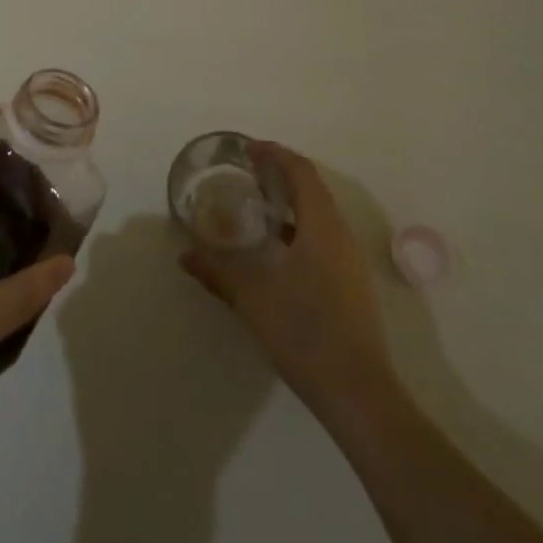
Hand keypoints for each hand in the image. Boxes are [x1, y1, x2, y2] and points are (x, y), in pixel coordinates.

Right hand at [179, 141, 400, 426]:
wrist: (358, 394)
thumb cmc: (305, 332)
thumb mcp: (252, 297)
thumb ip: (218, 271)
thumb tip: (184, 254)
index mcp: (321, 226)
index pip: (301, 172)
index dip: (275, 154)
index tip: (247, 148)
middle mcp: (340, 236)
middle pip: (312, 189)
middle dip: (280, 175)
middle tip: (247, 172)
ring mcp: (349, 262)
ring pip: (319, 215)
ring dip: (290, 203)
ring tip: (257, 206)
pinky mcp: (350, 286)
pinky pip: (323, 238)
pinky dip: (298, 228)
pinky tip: (276, 250)